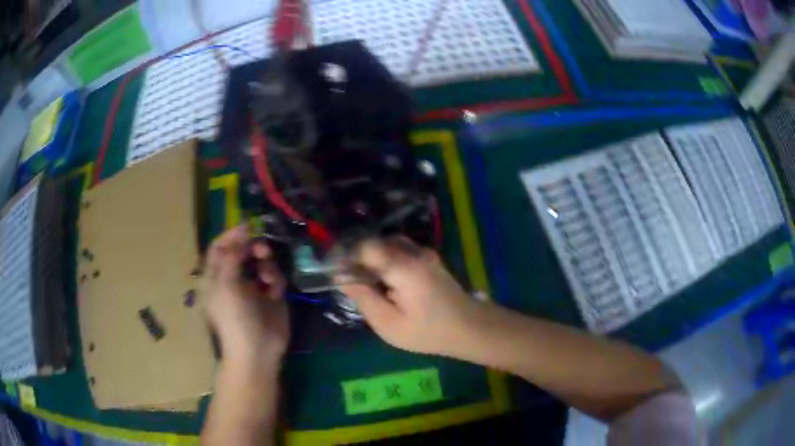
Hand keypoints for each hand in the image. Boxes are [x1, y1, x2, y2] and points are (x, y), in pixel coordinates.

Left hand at [201, 225, 288, 364]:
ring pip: (261, 261)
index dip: (232, 235)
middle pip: (242, 251)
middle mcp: (233, 279)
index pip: (220, 247)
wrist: (257, 350)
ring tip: (267, 275)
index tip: (249, 226)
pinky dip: (275, 279)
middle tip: (261, 250)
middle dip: (252, 247)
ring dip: (265, 263)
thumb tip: (244, 232)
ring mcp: (253, 288)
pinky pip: (275, 277)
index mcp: (215, 277)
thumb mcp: (226, 283)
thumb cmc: (234, 317)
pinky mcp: (271, 296)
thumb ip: (232, 254)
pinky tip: (275, 291)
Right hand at [337, 237, 481, 355]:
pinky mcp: (429, 258)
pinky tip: (387, 282)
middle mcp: (415, 252)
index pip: (366, 247)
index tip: (337, 274)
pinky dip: (387, 261)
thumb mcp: (389, 324)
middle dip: (359, 259)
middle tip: (352, 282)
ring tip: (368, 284)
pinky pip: (400, 251)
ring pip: (388, 245)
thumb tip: (341, 277)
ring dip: (373, 260)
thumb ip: (364, 298)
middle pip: (376, 243)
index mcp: (404, 267)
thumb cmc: (428, 332)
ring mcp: (424, 253)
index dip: (347, 257)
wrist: (469, 328)